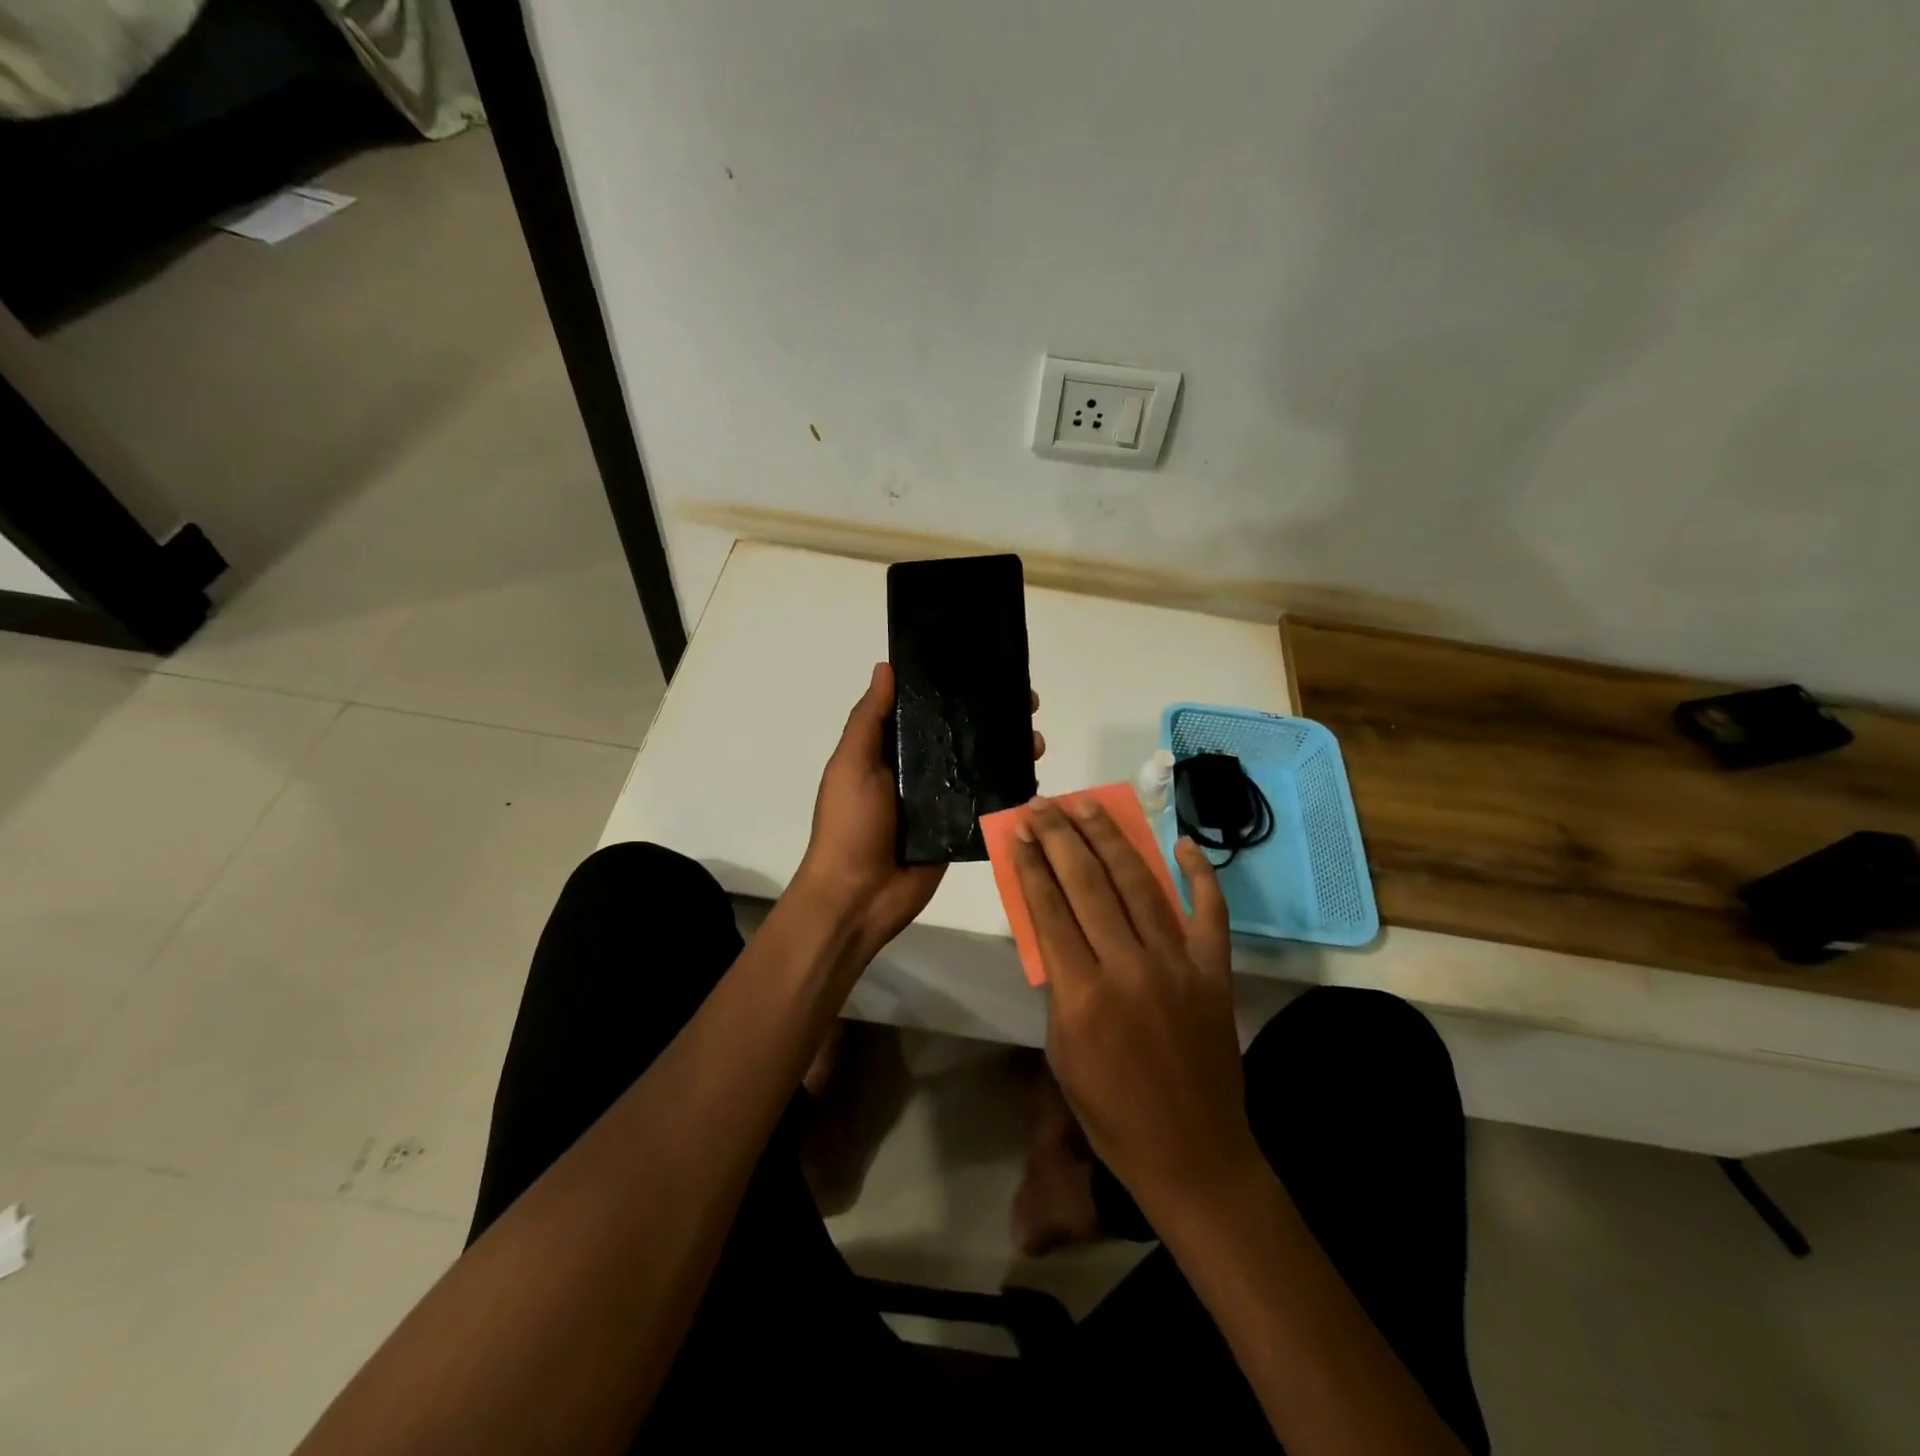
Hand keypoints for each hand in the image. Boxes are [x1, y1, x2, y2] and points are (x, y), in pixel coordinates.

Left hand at [797, 662, 1042, 961]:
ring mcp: (941, 800)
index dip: (954, 687)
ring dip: (1008, 749)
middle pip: (961, 735)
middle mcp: (917, 770)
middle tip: (1026, 703)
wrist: (857, 897)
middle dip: (992, 716)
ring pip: (980, 766)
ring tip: (1035, 739)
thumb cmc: (849, 825)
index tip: (987, 667)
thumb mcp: (851, 764)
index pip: (926, 709)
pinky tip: (1033, 773)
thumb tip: (886, 666)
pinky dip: (1009, 788)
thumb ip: (870, 719)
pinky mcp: (959, 829)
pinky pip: (987, 803)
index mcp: (890, 750)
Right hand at [1013, 800, 1260, 1217]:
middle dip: (1062, 837)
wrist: (1192, 1154)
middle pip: (1089, 884)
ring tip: (1089, 805)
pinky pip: (1210, 912)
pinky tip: (1181, 843)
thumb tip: (1055, 927)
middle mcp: (1129, 967)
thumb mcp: (1062, 1050)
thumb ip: (1058, 984)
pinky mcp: (1214, 971)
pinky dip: (1199, 874)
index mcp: (1082, 995)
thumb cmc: (1111, 1112)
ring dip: (1111, 838)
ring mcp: (1178, 965)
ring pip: (1140, 884)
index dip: (1032, 864)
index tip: (1021, 830)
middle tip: (1045, 804)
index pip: (1049, 909)